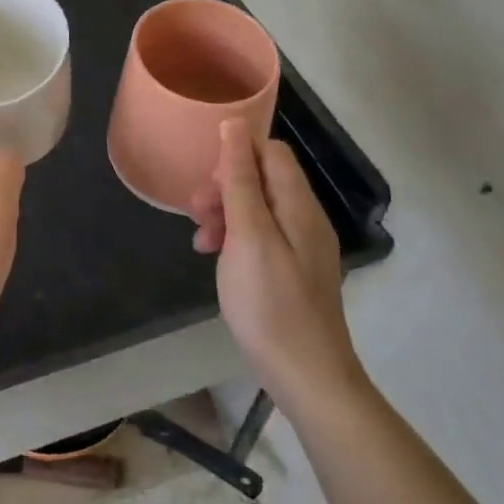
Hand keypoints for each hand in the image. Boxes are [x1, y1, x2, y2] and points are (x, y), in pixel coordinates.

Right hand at [191, 120, 365, 405]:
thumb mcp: (248, 236)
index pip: (272, 152)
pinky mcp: (292, 272)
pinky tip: (216, 258)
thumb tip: (235, 125)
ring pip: (258, 209)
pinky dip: (235, 238)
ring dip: (225, 214)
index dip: (237, 154)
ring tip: (200, 240)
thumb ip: (241, 179)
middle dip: (225, 187)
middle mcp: (305, 219)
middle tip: (196, 213)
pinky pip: (261, 237)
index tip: (208, 180)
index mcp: (298, 205)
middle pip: (263, 180)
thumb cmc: (270, 304)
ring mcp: (301, 248)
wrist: (307, 379)